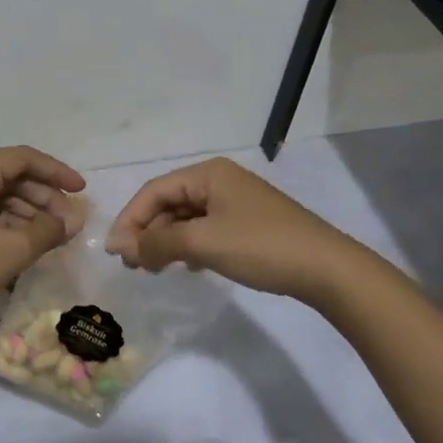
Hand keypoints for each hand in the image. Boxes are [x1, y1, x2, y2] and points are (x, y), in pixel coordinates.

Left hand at [0, 146, 86, 350]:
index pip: (22, 158)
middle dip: (44, 196)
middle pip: (10, 175)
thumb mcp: (10, 251)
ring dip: (28, 211)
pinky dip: (9, 223)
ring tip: (54, 236)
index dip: (56, 171)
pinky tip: (28, 242)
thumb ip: (47, 230)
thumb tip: (74, 220)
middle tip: (70, 223)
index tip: (82, 191)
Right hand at [106, 157, 349, 303]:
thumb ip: (158, 243)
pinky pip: (205, 228)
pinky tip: (186, 266)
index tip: (115, 252)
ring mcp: (235, 201)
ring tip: (152, 269)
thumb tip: (119, 246)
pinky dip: (188, 245)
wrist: (327, 269)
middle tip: (132, 265)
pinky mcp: (247, 223)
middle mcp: (218, 180)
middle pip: (169, 202)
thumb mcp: (203, 243)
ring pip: (186, 217)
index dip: (130, 219)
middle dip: (147, 231)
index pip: (154, 191)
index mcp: (207, 173)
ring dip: (165, 241)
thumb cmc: (261, 246)